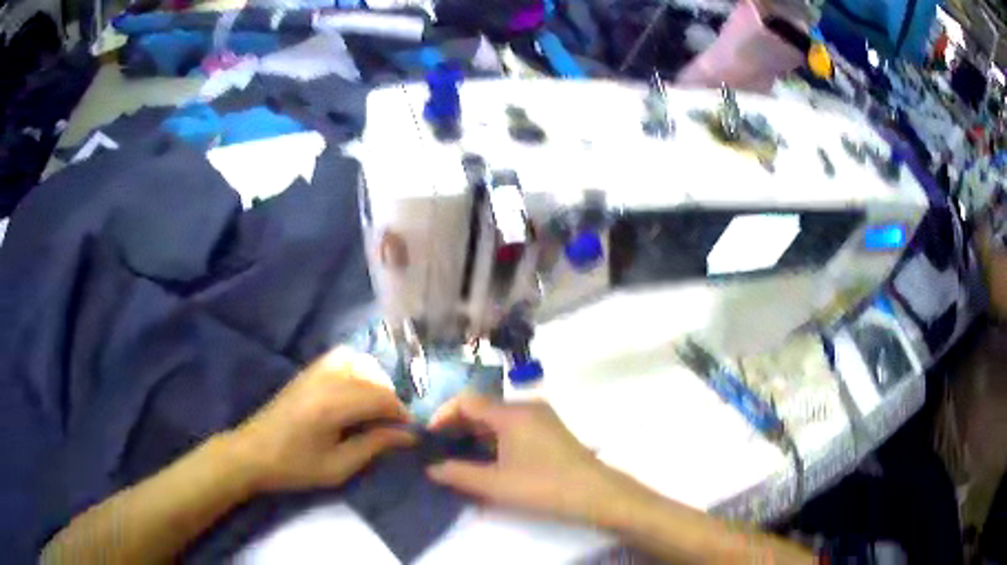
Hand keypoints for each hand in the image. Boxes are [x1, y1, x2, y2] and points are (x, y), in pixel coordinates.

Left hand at [227, 348, 415, 492]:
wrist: (252, 453)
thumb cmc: (294, 466)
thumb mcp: (338, 467)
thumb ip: (374, 445)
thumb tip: (407, 435)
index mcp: (332, 405)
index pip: (381, 397)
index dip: (401, 414)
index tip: (409, 433)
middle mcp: (326, 379)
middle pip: (374, 377)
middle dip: (391, 400)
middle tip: (393, 426)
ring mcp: (315, 370)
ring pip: (360, 361)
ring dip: (376, 382)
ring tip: (375, 408)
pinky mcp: (307, 370)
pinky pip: (342, 357)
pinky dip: (358, 369)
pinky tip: (356, 392)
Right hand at [425, 397, 635, 524]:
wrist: (595, 493)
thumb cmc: (543, 485)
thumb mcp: (496, 484)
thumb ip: (459, 474)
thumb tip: (432, 468)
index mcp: (511, 413)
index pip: (467, 401)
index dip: (443, 415)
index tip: (429, 437)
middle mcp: (526, 406)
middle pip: (483, 407)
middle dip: (458, 426)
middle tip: (440, 448)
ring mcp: (541, 416)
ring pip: (499, 417)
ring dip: (476, 433)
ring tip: (460, 455)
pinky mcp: (550, 429)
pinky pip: (514, 425)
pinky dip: (495, 437)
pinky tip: (489, 458)